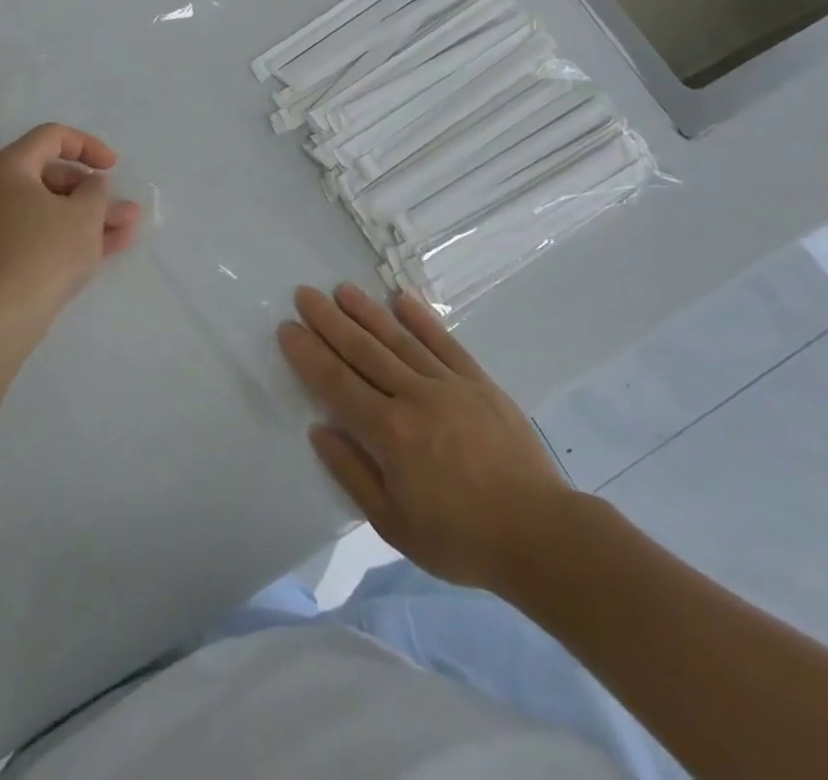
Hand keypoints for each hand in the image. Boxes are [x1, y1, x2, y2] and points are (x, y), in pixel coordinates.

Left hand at [0, 124, 140, 345]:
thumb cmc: (44, 251)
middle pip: (53, 176)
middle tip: (123, 207)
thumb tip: (91, 186)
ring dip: (90, 216)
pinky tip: (109, 248)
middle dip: (94, 191)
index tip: (114, 166)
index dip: (88, 146)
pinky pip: (43, 234)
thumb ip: (96, 191)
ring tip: (128, 228)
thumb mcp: (84, 214)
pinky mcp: (2, 257)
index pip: (51, 137)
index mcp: (10, 168)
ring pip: (52, 210)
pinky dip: (72, 236)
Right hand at [278, 284, 573, 592]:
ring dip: (367, 312)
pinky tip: (401, 298)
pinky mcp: (479, 381)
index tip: (287, 327)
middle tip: (305, 294)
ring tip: (342, 289)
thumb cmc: (460, 539)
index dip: (309, 354)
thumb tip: (319, 430)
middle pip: (363, 351)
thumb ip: (352, 474)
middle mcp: (415, 397)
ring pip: (399, 339)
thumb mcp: (394, 524)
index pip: (337, 383)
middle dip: (330, 321)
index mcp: (390, 433)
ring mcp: (449, 384)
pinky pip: (444, 342)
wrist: (540, 534)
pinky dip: (421, 319)